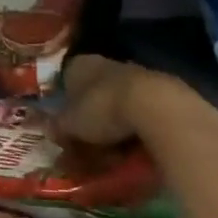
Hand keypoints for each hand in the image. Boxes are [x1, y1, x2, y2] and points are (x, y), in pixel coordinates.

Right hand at [56, 55, 214, 148]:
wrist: (159, 109)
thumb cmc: (102, 110)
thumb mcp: (69, 125)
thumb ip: (58, 126)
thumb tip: (50, 130)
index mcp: (81, 65)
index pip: (66, 78)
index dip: (64, 102)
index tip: (64, 124)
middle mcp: (110, 64)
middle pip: (95, 92)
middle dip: (92, 117)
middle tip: (88, 144)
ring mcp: (140, 75)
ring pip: (121, 102)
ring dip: (117, 124)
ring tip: (115, 153)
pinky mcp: (167, 91)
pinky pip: (145, 112)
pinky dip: (140, 128)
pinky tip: (138, 149)